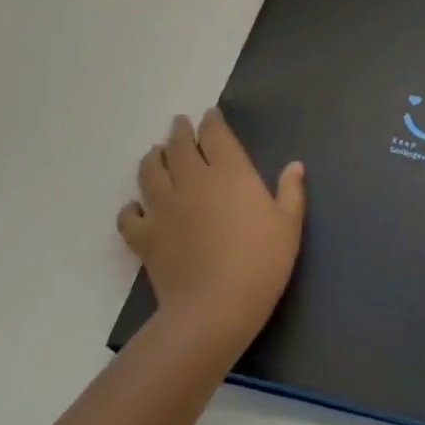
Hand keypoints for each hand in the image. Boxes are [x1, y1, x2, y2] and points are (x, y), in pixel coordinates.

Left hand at [118, 110, 305, 357]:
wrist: (214, 309)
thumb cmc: (260, 263)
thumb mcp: (289, 226)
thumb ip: (291, 192)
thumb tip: (295, 165)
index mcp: (230, 171)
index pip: (215, 134)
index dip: (211, 121)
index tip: (210, 115)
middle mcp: (193, 179)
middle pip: (179, 145)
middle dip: (180, 131)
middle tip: (180, 124)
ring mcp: (164, 206)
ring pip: (150, 170)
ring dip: (153, 158)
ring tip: (155, 154)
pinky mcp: (145, 236)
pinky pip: (129, 215)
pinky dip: (130, 208)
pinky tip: (136, 208)